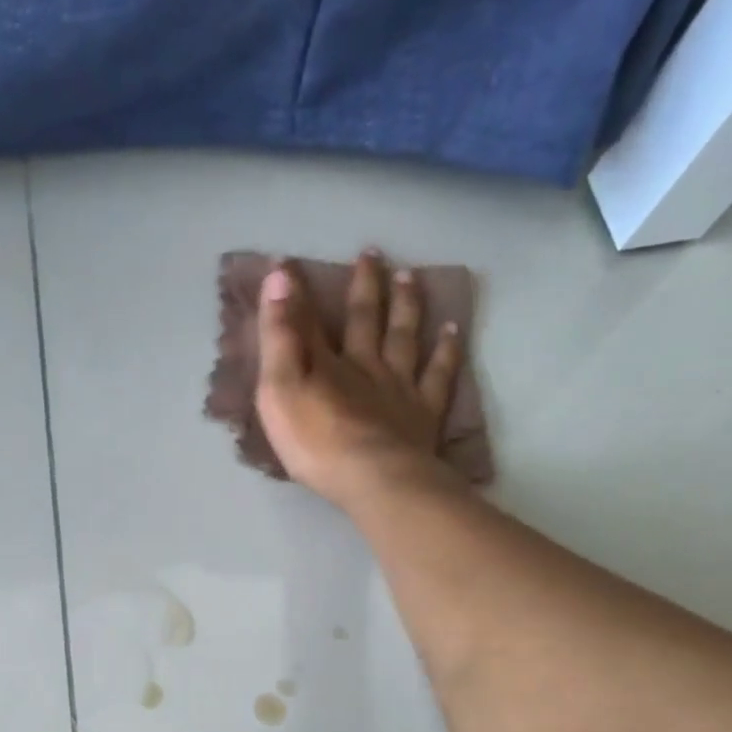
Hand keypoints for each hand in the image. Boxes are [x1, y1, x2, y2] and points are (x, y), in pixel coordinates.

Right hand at [254, 250, 469, 509]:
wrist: (374, 479)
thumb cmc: (318, 443)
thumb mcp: (281, 390)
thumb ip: (279, 336)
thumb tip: (280, 275)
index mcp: (328, 363)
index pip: (308, 320)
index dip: (298, 291)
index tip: (289, 262)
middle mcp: (366, 365)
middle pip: (366, 319)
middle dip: (365, 286)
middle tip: (372, 253)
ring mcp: (399, 388)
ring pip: (405, 337)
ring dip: (406, 305)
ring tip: (411, 276)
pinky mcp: (424, 415)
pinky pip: (439, 374)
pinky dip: (446, 350)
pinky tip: (452, 332)